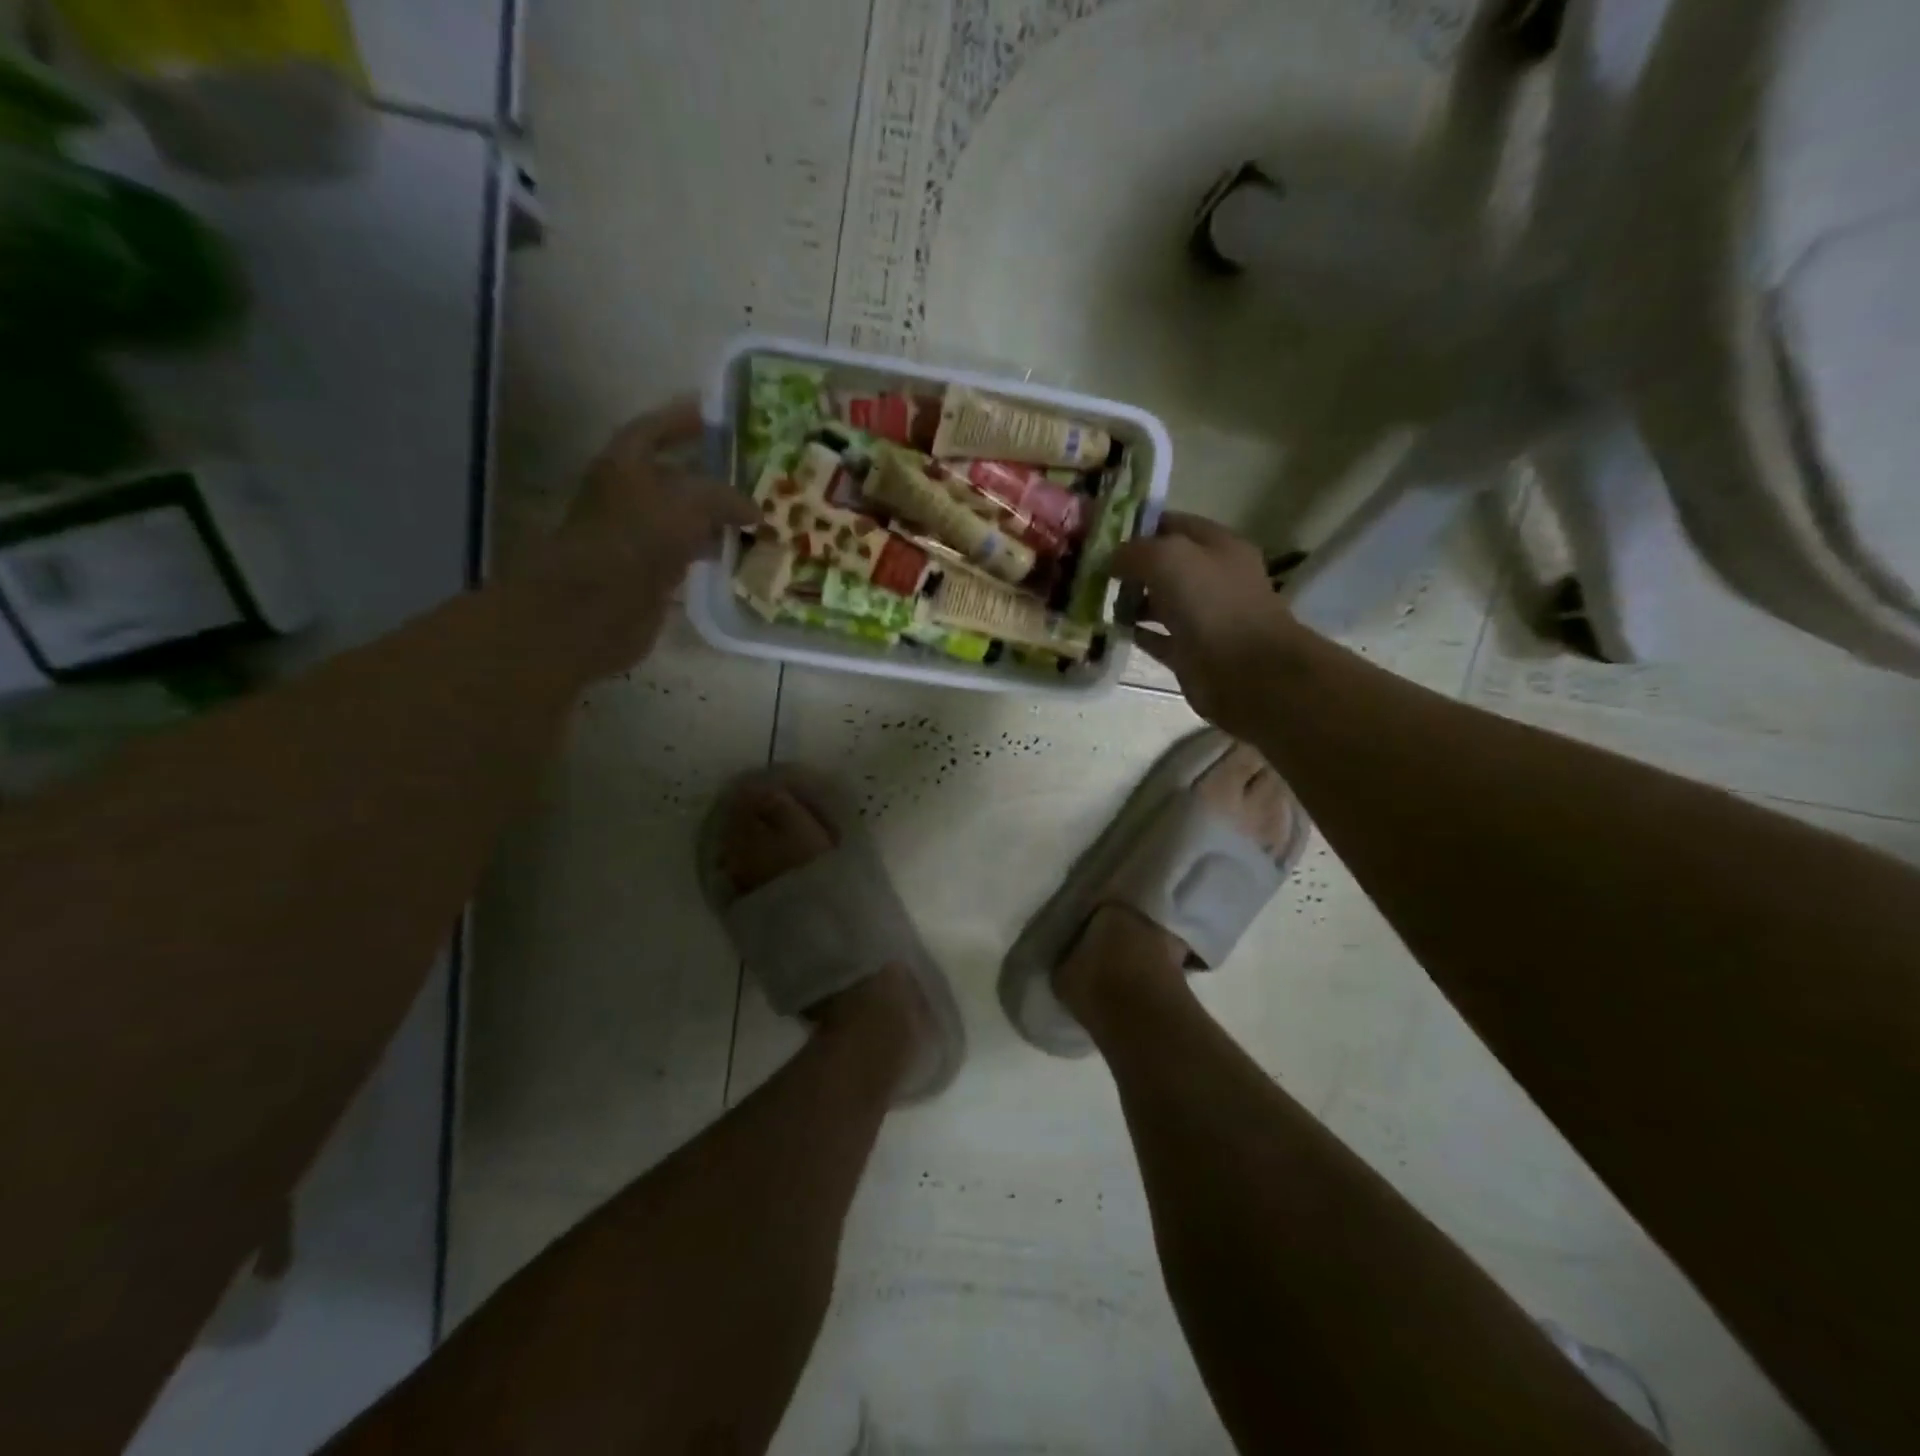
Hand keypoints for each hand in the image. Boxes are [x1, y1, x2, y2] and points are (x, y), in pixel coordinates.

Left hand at [531, 396, 759, 679]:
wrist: (599, 604)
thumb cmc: (639, 537)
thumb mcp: (691, 502)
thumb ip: (726, 498)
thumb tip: (756, 511)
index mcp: (625, 463)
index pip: (654, 428)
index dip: (682, 418)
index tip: (714, 413)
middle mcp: (627, 494)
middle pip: (672, 475)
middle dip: (708, 473)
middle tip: (748, 471)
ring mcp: (637, 535)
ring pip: (682, 516)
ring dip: (713, 516)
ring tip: (752, 515)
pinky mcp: (648, 571)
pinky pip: (685, 552)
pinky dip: (708, 549)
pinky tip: (735, 552)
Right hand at [1112, 513, 1300, 732]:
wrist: (1245, 672)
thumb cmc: (1211, 604)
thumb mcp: (1168, 559)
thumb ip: (1136, 551)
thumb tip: (1112, 559)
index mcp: (1218, 546)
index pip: (1174, 524)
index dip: (1139, 527)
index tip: (1102, 536)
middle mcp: (1213, 578)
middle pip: (1166, 565)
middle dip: (1131, 567)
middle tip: (1094, 573)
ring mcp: (1204, 617)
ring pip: (1161, 602)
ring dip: (1132, 601)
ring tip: (1098, 603)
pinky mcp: (1192, 652)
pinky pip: (1159, 637)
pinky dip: (1139, 633)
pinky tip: (1114, 631)